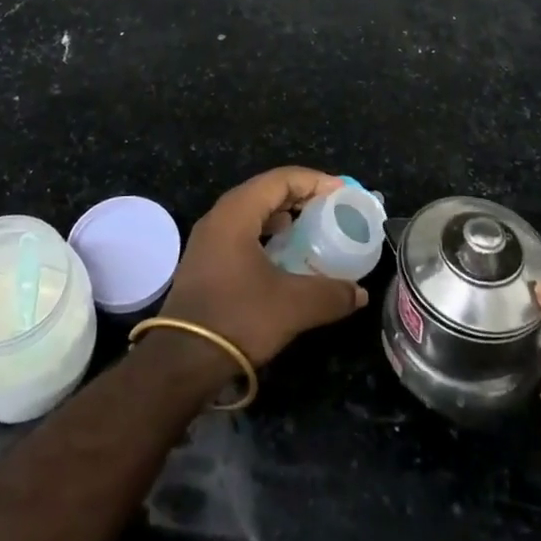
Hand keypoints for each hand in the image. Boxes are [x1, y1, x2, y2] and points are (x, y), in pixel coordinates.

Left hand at [157, 166, 369, 367]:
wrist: (181, 360)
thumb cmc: (237, 318)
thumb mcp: (293, 306)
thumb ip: (330, 294)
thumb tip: (358, 292)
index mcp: (236, 212)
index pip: (280, 179)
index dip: (314, 181)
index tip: (342, 192)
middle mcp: (219, 217)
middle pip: (265, 190)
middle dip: (300, 195)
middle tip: (331, 207)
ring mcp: (208, 239)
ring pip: (251, 212)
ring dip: (282, 214)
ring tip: (311, 226)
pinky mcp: (205, 262)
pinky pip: (242, 231)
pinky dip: (267, 233)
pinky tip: (283, 253)